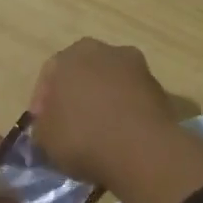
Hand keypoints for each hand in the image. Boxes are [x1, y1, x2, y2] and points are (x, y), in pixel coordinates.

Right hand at [31, 38, 202, 202]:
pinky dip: (124, 112)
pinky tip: (119, 136)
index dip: (42, 103)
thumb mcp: (44, 138)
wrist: (141, 151)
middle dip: (75, 97)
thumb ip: (43, 126)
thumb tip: (50, 126)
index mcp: (70, 56)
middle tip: (69, 126)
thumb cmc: (82, 137)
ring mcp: (137, 67)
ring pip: (110, 84)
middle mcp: (105, 51)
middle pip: (83, 74)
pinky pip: (131, 99)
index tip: (42, 127)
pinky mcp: (159, 88)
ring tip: (97, 133)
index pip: (49, 76)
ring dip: (102, 103)